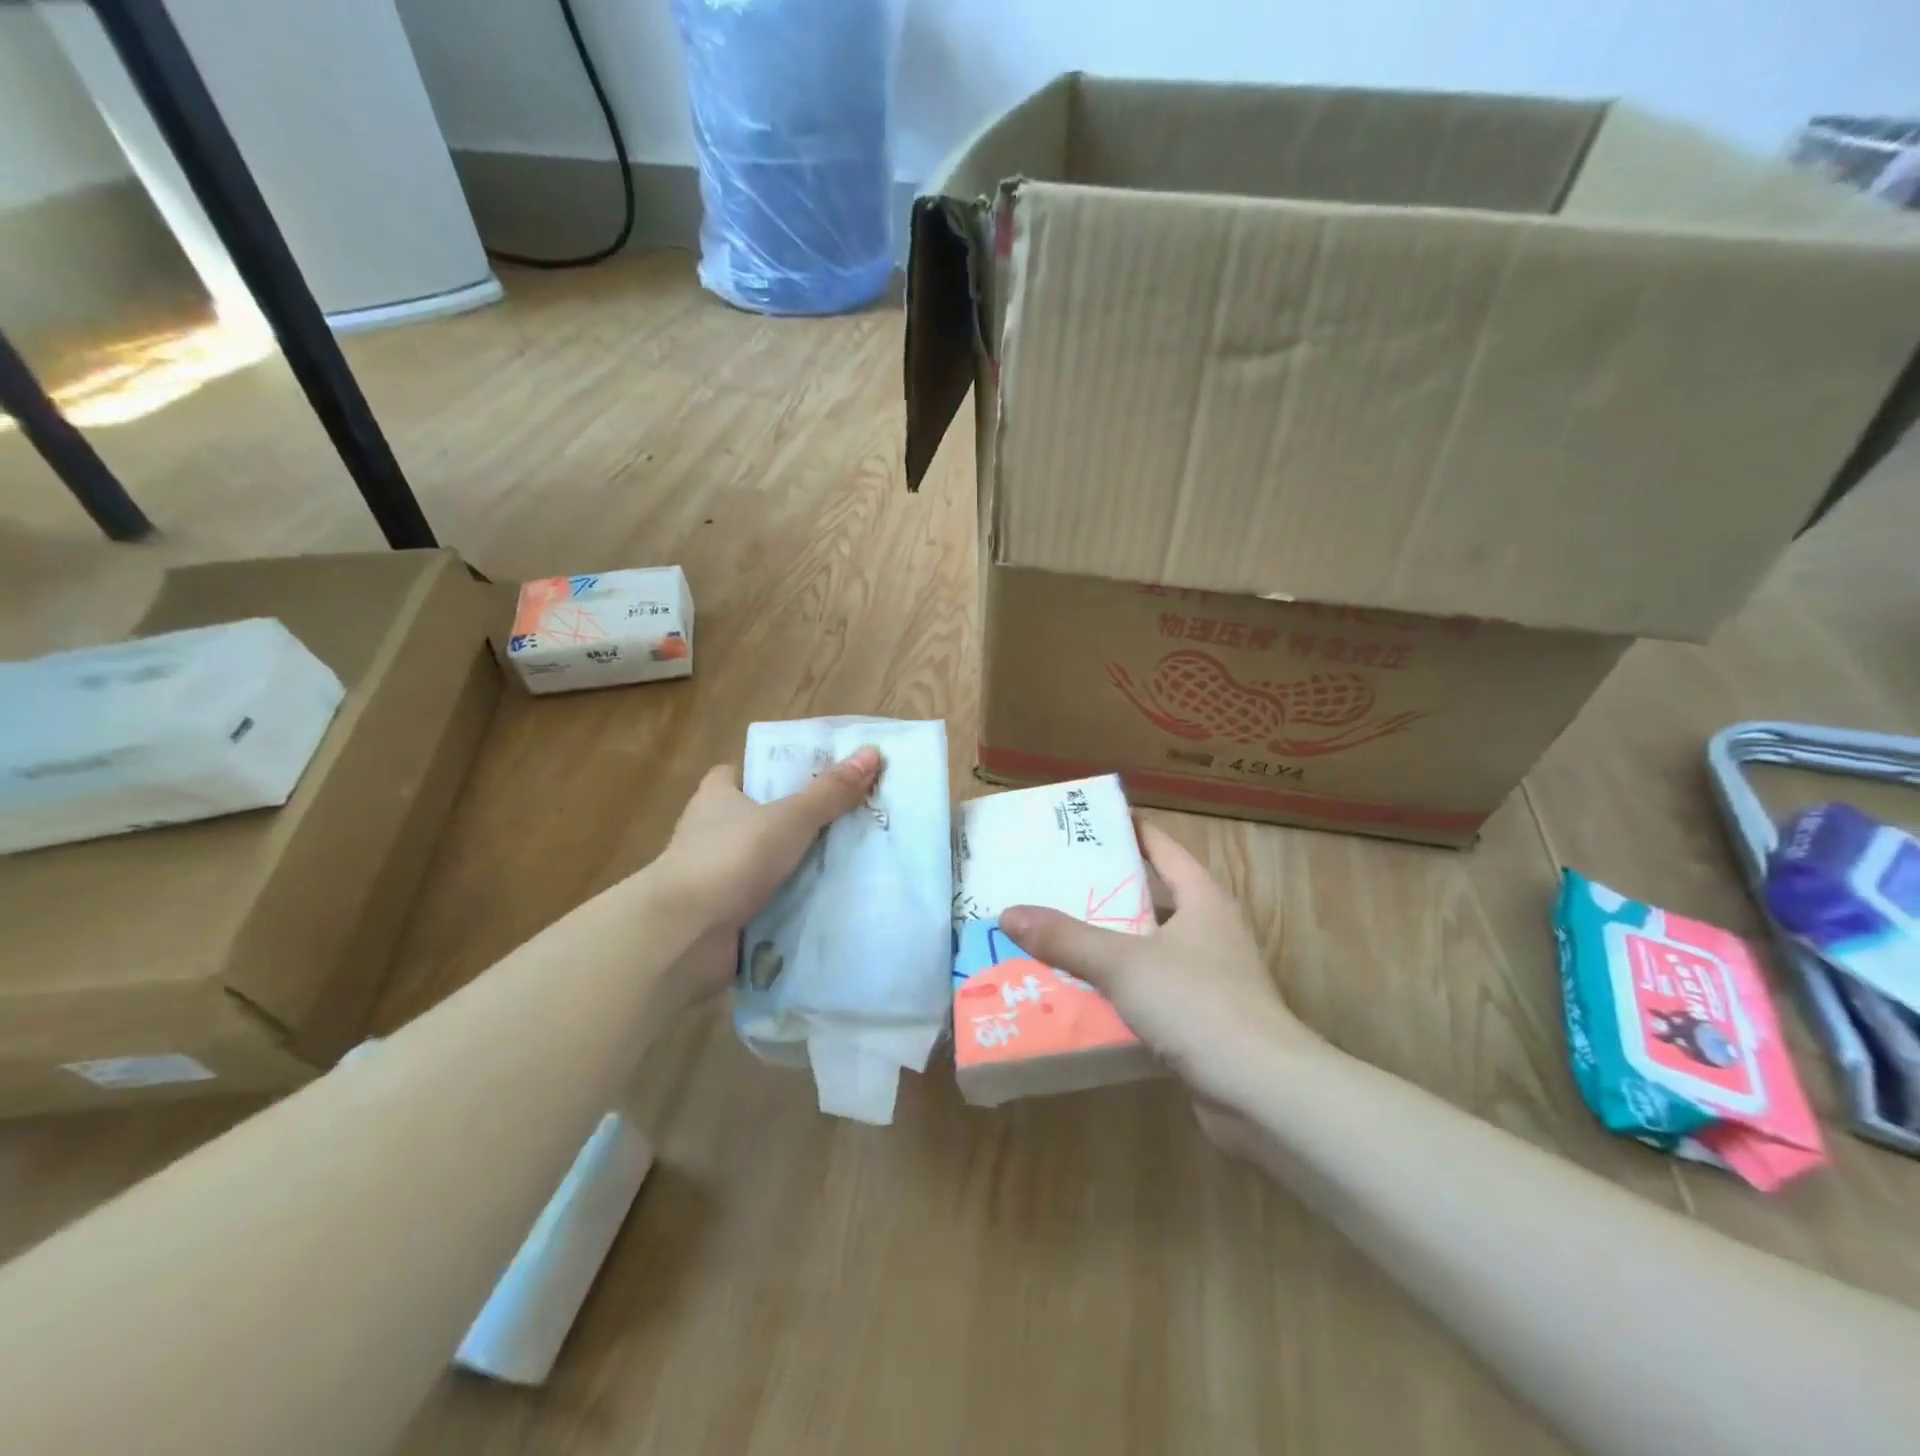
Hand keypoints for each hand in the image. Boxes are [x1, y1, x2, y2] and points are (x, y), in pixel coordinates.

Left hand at [653, 747, 882, 998]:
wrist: (682, 936)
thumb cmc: (730, 859)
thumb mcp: (789, 818)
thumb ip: (829, 791)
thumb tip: (871, 752)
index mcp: (718, 797)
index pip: (743, 772)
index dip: (775, 770)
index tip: (816, 777)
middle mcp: (714, 832)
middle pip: (764, 817)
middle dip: (801, 821)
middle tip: (852, 818)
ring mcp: (719, 876)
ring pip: (770, 862)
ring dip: (802, 866)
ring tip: (856, 859)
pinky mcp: (727, 914)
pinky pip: (771, 901)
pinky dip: (795, 902)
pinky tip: (833, 901)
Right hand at [999, 821, 1316, 1124]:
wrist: (1262, 1093)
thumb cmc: (1197, 1004)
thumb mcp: (1123, 963)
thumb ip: (1066, 938)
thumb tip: (1009, 913)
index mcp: (1203, 900)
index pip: (1164, 849)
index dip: (1132, 830)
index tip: (1093, 822)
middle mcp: (1211, 932)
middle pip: (1153, 899)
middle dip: (1107, 892)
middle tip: (1055, 883)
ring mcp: (1210, 979)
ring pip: (1149, 950)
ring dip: (1109, 946)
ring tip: (1057, 938)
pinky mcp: (1203, 1021)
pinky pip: (1151, 993)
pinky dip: (1120, 991)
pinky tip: (1082, 997)